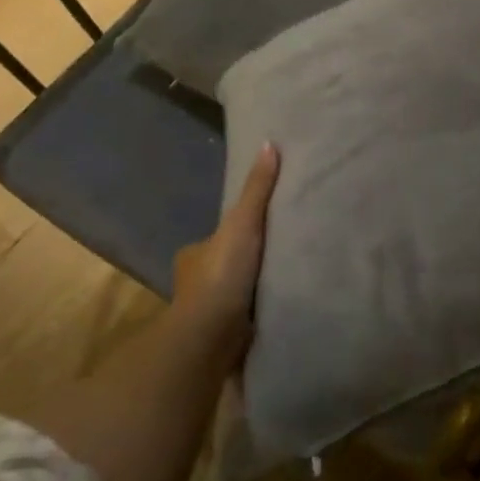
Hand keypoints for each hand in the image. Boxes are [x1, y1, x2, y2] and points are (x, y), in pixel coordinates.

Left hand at [168, 143, 278, 375]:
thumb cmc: (221, 276)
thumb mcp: (242, 223)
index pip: (217, 237)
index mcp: (193, 254)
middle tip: (279, 255)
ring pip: (233, 292)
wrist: (210, 336)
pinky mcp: (221, 336)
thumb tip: (269, 144)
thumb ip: (257, 190)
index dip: (236, 232)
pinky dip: (256, 312)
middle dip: (245, 262)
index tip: (260, 231)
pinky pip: (242, 316)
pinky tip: (278, 308)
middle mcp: (193, 282)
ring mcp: (206, 311)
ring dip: (252, 289)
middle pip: (225, 263)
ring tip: (286, 280)